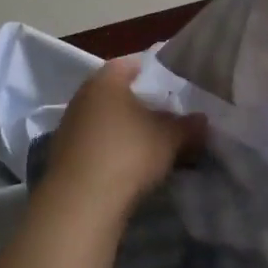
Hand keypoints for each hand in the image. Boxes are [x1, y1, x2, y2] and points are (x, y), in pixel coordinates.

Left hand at [41, 57, 203, 209]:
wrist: (80, 203)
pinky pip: (97, 143)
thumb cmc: (127, 154)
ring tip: (154, 142)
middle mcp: (83, 96)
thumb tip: (202, 120)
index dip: (155, 71)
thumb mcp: (170, 138)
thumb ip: (189, 125)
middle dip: (143, 103)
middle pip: (118, 93)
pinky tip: (132, 164)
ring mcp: (70, 127)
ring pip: (107, 119)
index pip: (132, 63)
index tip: (174, 82)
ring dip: (128, 129)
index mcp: (106, 81)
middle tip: (169, 114)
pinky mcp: (65, 156)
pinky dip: (114, 148)